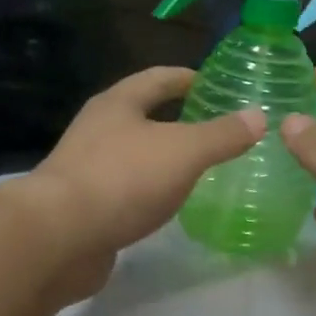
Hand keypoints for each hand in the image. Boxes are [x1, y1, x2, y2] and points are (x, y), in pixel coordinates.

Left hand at [20, 68, 263, 296]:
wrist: (58, 238)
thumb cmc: (122, 179)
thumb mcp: (184, 151)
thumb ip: (222, 135)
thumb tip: (258, 116)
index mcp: (117, 104)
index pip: (157, 78)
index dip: (187, 77)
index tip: (214, 83)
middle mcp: (97, 129)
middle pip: (142, 115)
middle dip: (176, 119)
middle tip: (214, 128)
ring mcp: (85, 168)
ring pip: (133, 154)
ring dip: (162, 157)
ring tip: (198, 167)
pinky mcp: (83, 206)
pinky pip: (125, 189)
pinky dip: (149, 191)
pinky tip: (168, 205)